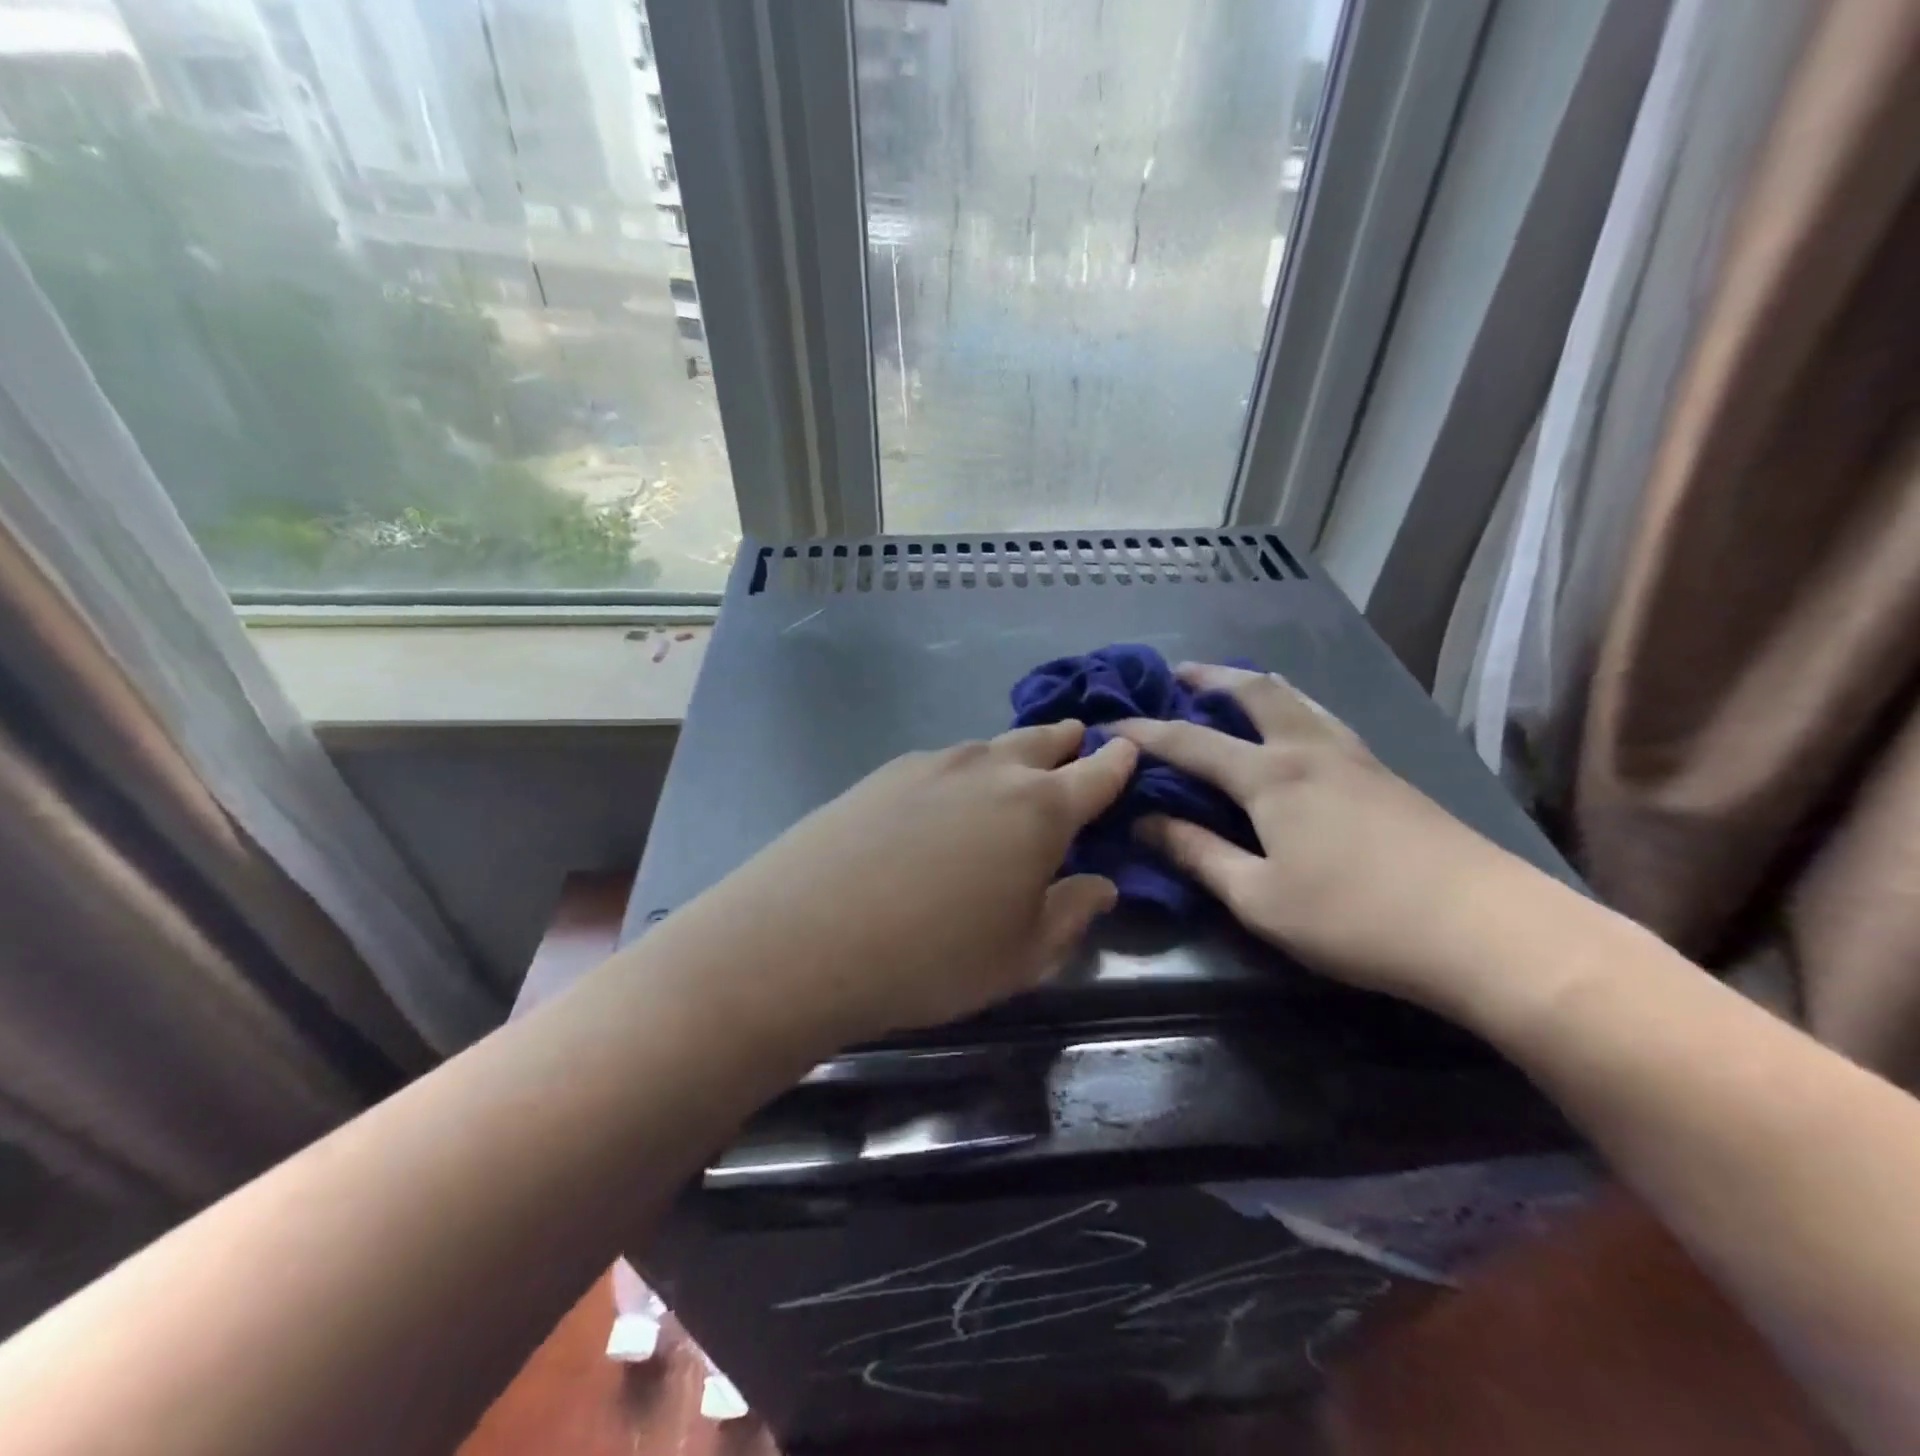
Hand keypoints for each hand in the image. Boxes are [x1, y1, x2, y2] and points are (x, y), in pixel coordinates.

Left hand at [667, 721, 1136, 1045]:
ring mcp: (933, 763)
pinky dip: (961, 772)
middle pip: (1042, 741)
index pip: (1096, 774)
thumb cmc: (933, 957)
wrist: (806, 936)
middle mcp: (991, 770)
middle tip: (1077, 741)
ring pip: (989, 748)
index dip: (1118, 763)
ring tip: (1015, 769)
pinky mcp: (885, 772)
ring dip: (1012, 755)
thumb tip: (1100, 884)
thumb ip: (1070, 914)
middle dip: (1066, 742)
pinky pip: (942, 763)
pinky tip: (945, 800)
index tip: (1128, 750)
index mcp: (1040, 810)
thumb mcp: (1020, 955)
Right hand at [1113, 664, 1539, 1012]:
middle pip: (1255, 692)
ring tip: (1234, 689)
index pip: (1190, 742)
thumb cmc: (1356, 918)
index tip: (1110, 725)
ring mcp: (1357, 757)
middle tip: (1179, 674)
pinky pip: (1325, 720)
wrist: (1488, 930)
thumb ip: (1198, 855)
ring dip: (1257, 686)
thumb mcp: (1259, 897)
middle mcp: (1311, 749)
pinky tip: (1297, 733)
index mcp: (1271, 776)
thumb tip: (1143, 823)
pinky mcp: (1388, 776)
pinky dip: (1292, 709)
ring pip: (1299, 699)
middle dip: (1210, 678)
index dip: (1145, 732)